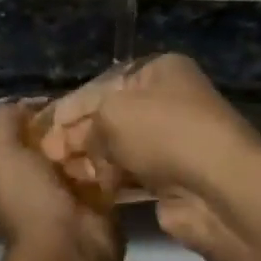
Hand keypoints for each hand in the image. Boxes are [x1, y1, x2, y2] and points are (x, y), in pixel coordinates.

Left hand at [0, 102, 120, 260]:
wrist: (72, 246)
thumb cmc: (28, 200)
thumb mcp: (2, 155)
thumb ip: (3, 125)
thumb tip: (18, 105)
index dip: (8, 131)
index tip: (30, 109)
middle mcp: (25, 197)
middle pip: (36, 157)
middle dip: (51, 136)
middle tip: (70, 107)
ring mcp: (60, 204)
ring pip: (70, 165)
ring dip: (82, 145)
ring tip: (96, 115)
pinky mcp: (94, 208)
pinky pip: (100, 177)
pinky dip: (107, 161)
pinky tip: (115, 137)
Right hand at [35, 55, 260, 256]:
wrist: (217, 187)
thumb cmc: (163, 132)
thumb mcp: (112, 113)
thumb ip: (86, 126)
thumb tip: (76, 145)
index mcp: (159, 71)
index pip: (105, 84)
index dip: (72, 105)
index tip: (44, 127)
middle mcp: (168, 102)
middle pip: (111, 117)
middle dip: (78, 135)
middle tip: (47, 155)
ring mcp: (172, 142)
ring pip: (119, 148)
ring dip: (91, 160)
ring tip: (61, 174)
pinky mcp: (172, 179)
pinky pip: (131, 175)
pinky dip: (110, 180)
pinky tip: (87, 189)